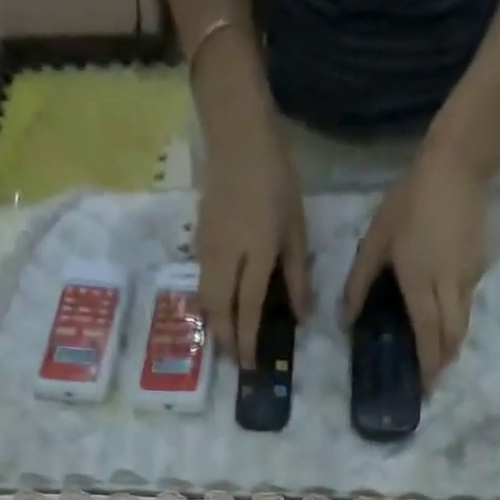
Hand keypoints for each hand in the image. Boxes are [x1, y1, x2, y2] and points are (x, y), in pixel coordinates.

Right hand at [196, 122, 310, 368]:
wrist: (236, 135)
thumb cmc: (275, 179)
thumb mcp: (296, 228)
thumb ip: (297, 275)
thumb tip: (301, 316)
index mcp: (255, 253)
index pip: (247, 309)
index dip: (247, 340)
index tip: (250, 364)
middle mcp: (225, 256)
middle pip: (219, 310)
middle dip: (225, 340)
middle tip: (235, 360)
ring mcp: (207, 249)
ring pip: (205, 299)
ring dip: (215, 325)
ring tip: (226, 341)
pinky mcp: (198, 241)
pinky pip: (201, 283)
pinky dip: (209, 304)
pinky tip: (219, 311)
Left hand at [340, 145, 488, 389]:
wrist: (458, 164)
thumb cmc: (410, 202)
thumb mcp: (375, 241)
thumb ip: (359, 283)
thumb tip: (344, 321)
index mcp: (421, 285)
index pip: (427, 335)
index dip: (427, 364)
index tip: (425, 387)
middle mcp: (448, 287)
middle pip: (452, 336)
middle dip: (444, 362)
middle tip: (433, 378)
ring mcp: (468, 277)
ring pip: (464, 322)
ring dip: (453, 344)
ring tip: (441, 358)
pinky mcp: (480, 265)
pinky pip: (469, 302)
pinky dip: (459, 319)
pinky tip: (448, 321)